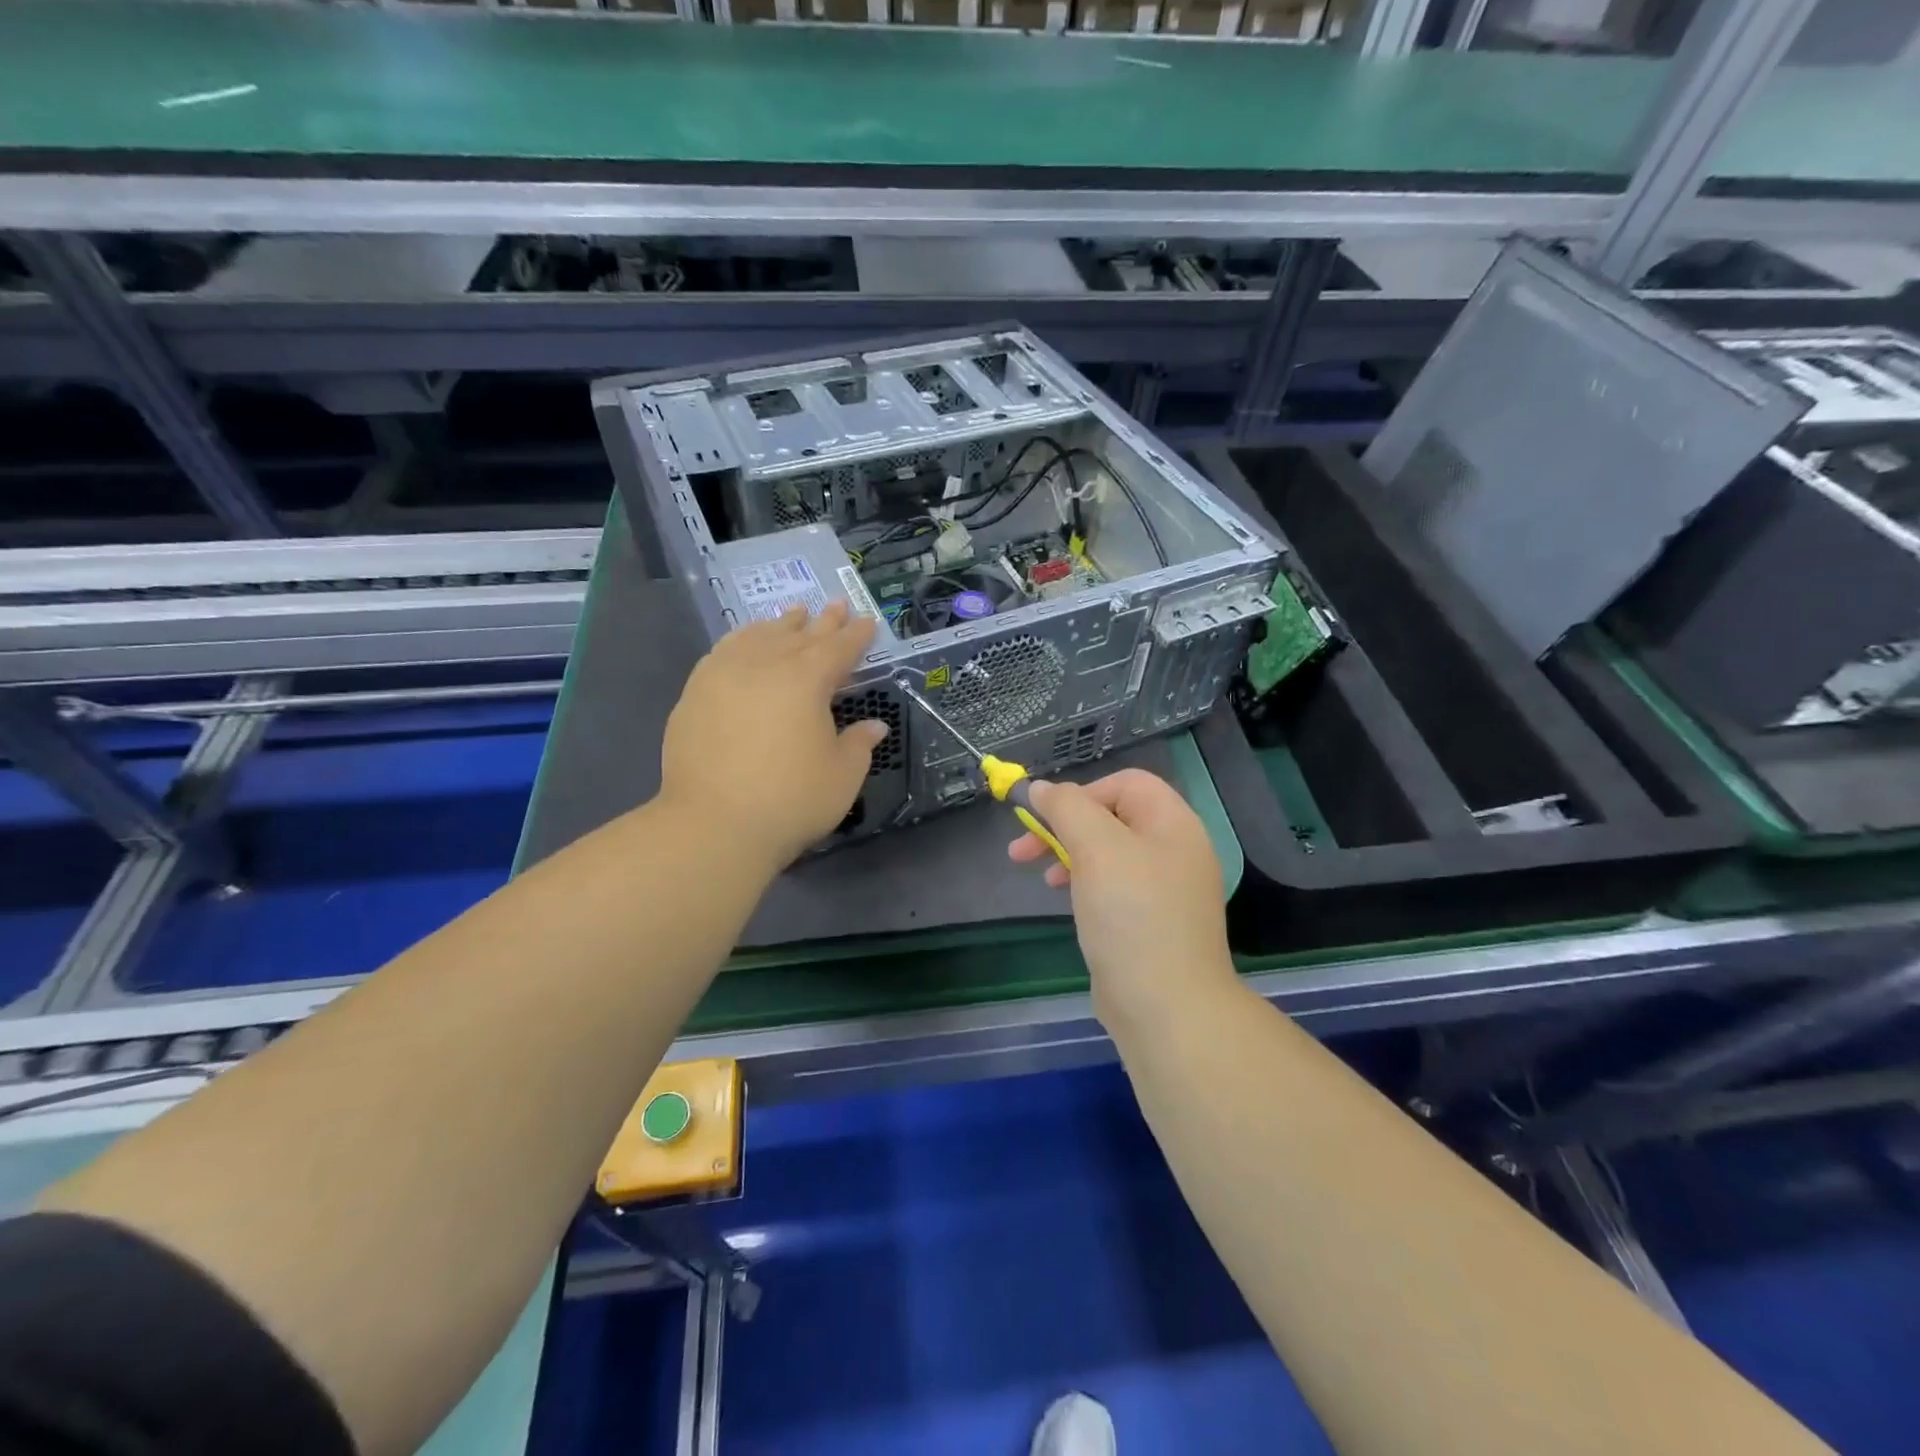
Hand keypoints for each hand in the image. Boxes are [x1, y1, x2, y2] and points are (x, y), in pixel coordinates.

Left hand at [659, 602, 886, 877]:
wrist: (713, 826)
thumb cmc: (791, 801)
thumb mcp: (842, 776)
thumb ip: (858, 744)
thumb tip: (873, 726)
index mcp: (806, 680)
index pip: (838, 649)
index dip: (856, 636)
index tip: (867, 622)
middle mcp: (764, 666)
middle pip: (799, 636)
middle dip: (822, 622)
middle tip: (836, 606)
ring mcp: (723, 676)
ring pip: (757, 637)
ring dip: (780, 625)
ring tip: (793, 615)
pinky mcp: (695, 694)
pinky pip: (724, 652)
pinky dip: (742, 640)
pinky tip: (744, 642)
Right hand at [1008, 769, 1237, 1026]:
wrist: (1167, 1008)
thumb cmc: (1132, 916)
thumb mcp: (1096, 848)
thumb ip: (1067, 808)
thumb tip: (1042, 788)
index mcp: (1174, 824)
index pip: (1126, 783)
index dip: (1082, 793)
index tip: (1046, 819)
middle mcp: (1176, 851)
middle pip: (1114, 817)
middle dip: (1064, 827)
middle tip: (1021, 850)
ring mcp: (1167, 890)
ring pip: (1110, 854)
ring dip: (1070, 856)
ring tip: (1044, 881)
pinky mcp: (1152, 923)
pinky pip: (1115, 888)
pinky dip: (1086, 886)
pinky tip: (1070, 904)